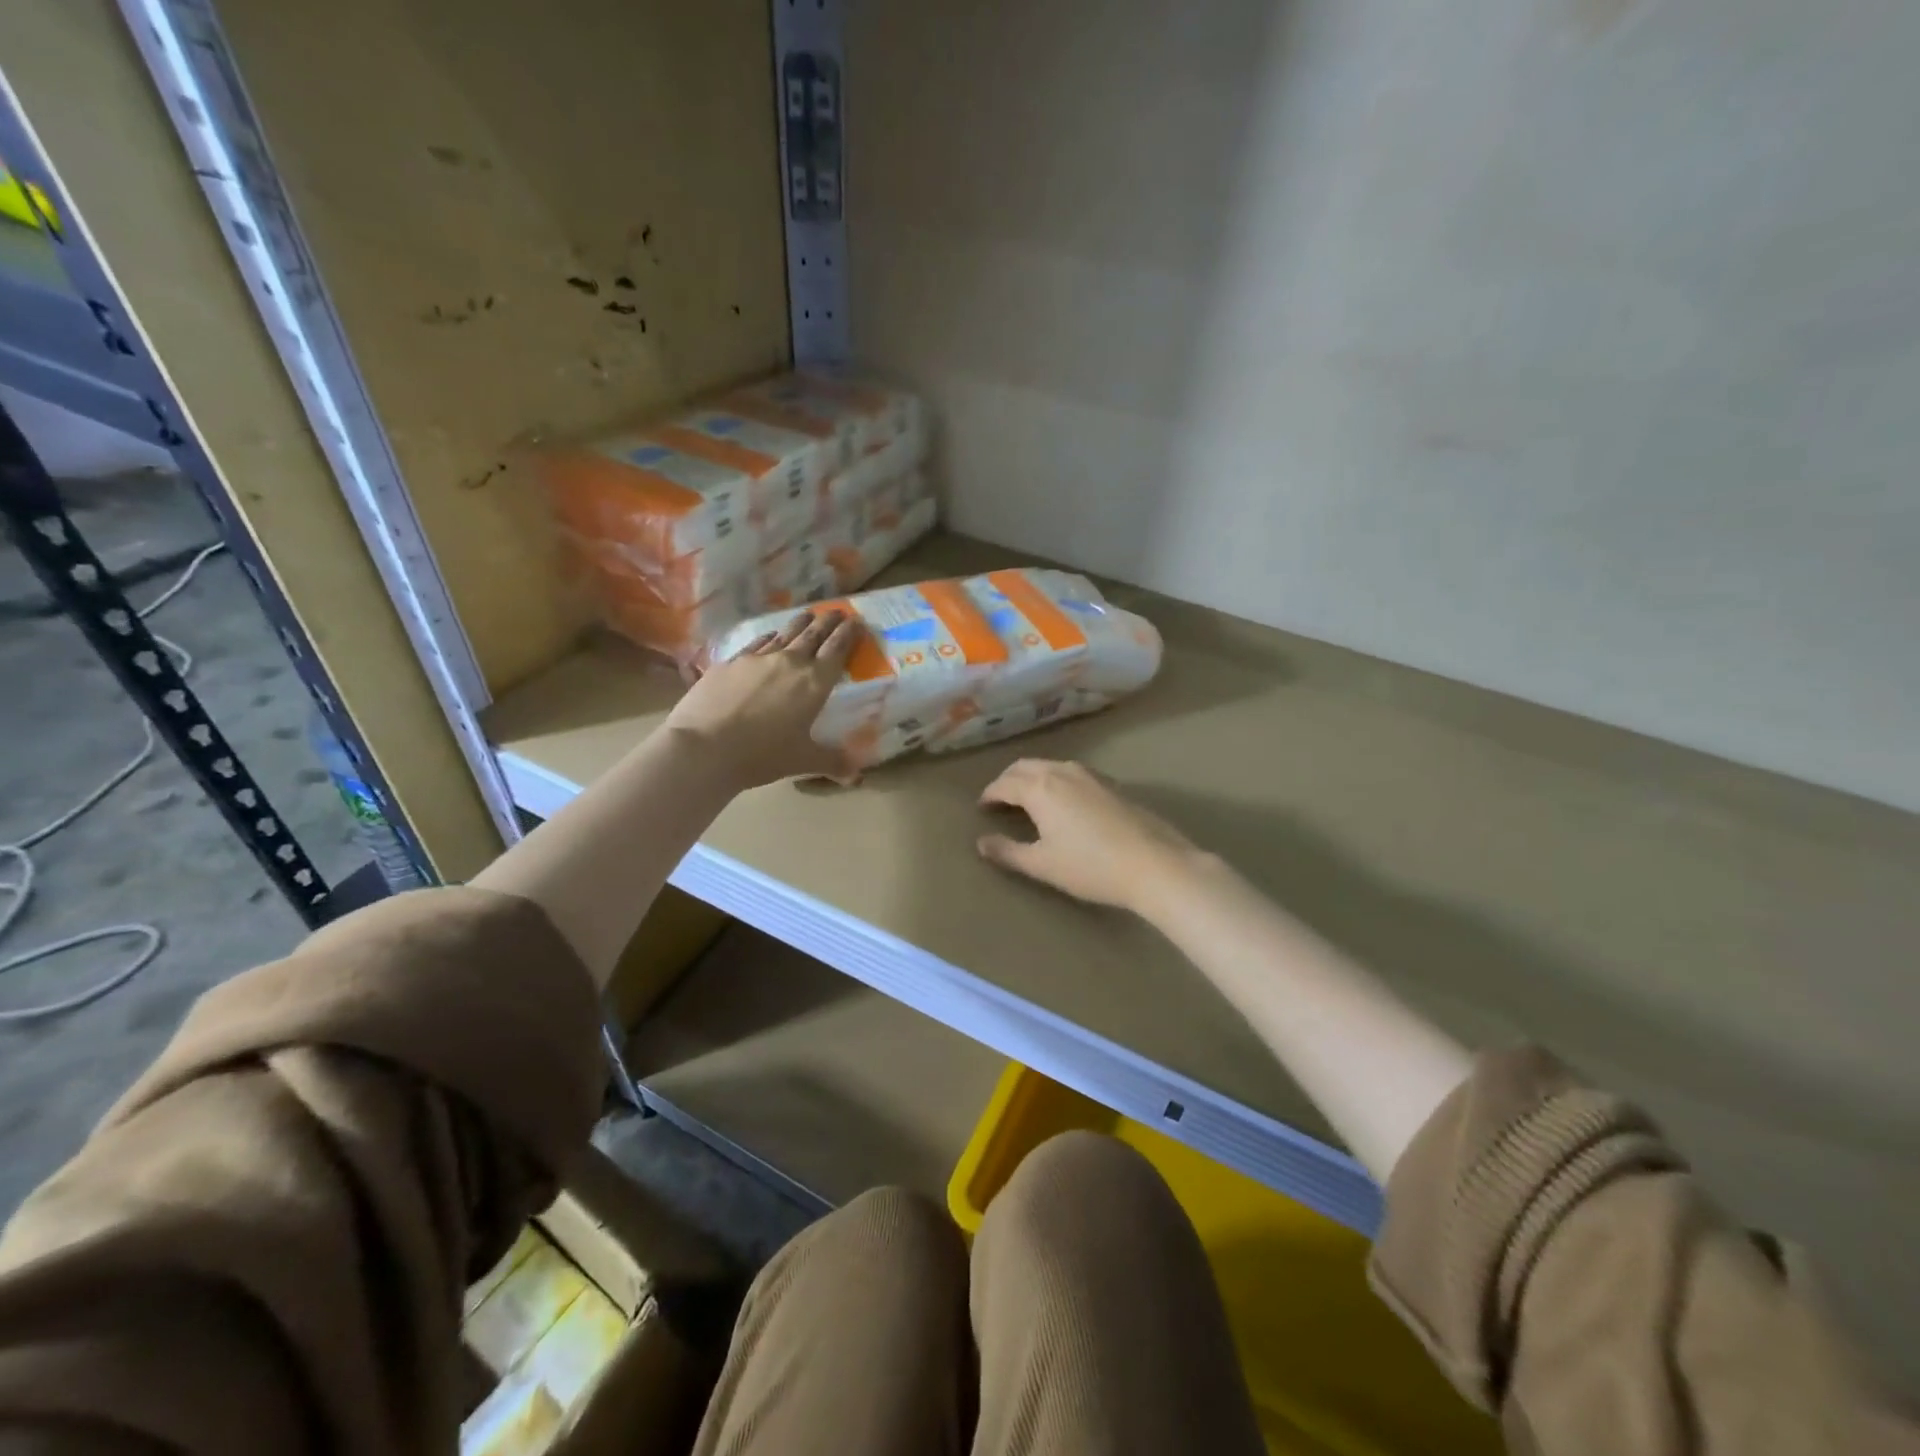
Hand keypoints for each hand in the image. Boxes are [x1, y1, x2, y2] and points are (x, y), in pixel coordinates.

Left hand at [666, 610, 860, 789]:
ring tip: (807, 615)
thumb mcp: (803, 761)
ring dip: (800, 623)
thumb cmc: (762, 755)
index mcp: (814, 682)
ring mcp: (757, 659)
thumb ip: (833, 762)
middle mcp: (790, 662)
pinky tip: (769, 637)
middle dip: (828, 621)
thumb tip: (856, 775)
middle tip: (837, 610)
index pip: (837, 649)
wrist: (704, 748)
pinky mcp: (730, 662)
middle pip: (813, 634)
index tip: (857, 620)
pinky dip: (768, 638)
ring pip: (784, 633)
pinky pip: (756, 643)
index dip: (849, 633)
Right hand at [976, 759, 1200, 912]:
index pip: (1004, 784)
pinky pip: (1071, 772)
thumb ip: (1008, 852)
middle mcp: (1062, 772)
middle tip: (999, 798)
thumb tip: (982, 843)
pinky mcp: (1111, 784)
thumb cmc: (1090, 866)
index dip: (989, 794)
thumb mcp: (1042, 864)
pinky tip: (1063, 800)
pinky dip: (1055, 779)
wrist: (1153, 863)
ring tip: (1027, 797)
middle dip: (1008, 780)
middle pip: (1025, 767)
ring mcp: (1090, 775)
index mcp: (1040, 788)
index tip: (982, 807)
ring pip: (1050, 765)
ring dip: (1032, 776)